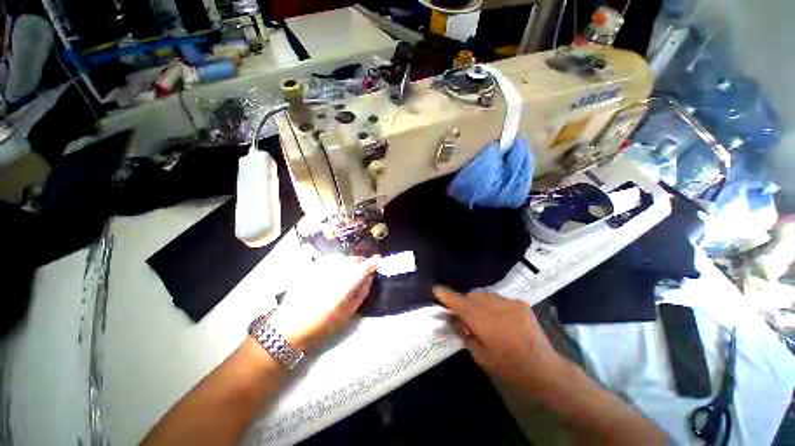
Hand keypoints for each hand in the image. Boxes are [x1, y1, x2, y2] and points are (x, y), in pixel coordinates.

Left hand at [269, 254, 379, 349]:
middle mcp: (335, 271)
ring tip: (351, 268)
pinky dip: (337, 261)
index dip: (373, 262)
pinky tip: (336, 269)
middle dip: (362, 261)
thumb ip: (362, 293)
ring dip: (350, 260)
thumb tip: (369, 278)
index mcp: (345, 284)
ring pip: (342, 257)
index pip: (364, 267)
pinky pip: (329, 259)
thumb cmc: (322, 324)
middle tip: (365, 267)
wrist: (290, 326)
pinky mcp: (311, 268)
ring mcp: (321, 268)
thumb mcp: (347, 313)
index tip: (379, 259)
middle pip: (353, 259)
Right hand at [433, 287, 567, 393]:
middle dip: (463, 302)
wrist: (545, 370)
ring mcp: (510, 303)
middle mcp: (496, 307)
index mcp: (485, 323)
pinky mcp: (520, 303)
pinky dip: (490, 304)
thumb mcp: (481, 355)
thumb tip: (450, 318)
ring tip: (479, 316)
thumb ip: (464, 333)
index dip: (447, 296)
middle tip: (461, 315)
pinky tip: (496, 317)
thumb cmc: (509, 369)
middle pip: (471, 297)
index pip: (460, 304)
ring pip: (484, 295)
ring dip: (476, 302)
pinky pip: (497, 298)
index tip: (436, 290)